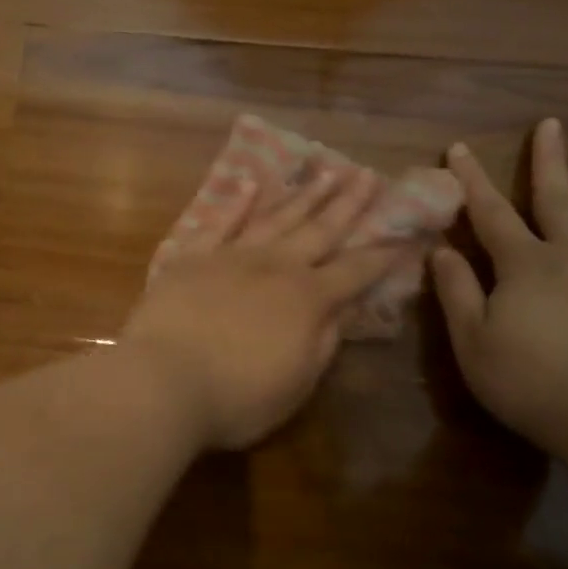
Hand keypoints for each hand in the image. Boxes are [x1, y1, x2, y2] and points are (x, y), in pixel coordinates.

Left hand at [122, 166, 408, 449]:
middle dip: (348, 204)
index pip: (355, 272)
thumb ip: (324, 342)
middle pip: (320, 230)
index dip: (382, 255)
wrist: (163, 382)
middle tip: (367, 175)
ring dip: (303, 194)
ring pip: (276, 217)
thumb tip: (345, 309)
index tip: (404, 234)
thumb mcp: (297, 383)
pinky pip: (220, 222)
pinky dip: (237, 202)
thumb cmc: (237, 398)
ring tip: (325, 170)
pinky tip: (252, 182)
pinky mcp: (193, 257)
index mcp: (308, 300)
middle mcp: (276, 267)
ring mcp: (232, 256)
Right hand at [433, 119, 567, 452]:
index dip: (472, 180)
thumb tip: (443, 251)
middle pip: (557, 201)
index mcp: (524, 265)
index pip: (491, 213)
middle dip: (548, 162)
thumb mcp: (473, 341)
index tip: (459, 148)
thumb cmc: (529, 381)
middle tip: (551, 124)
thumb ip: (457, 292)